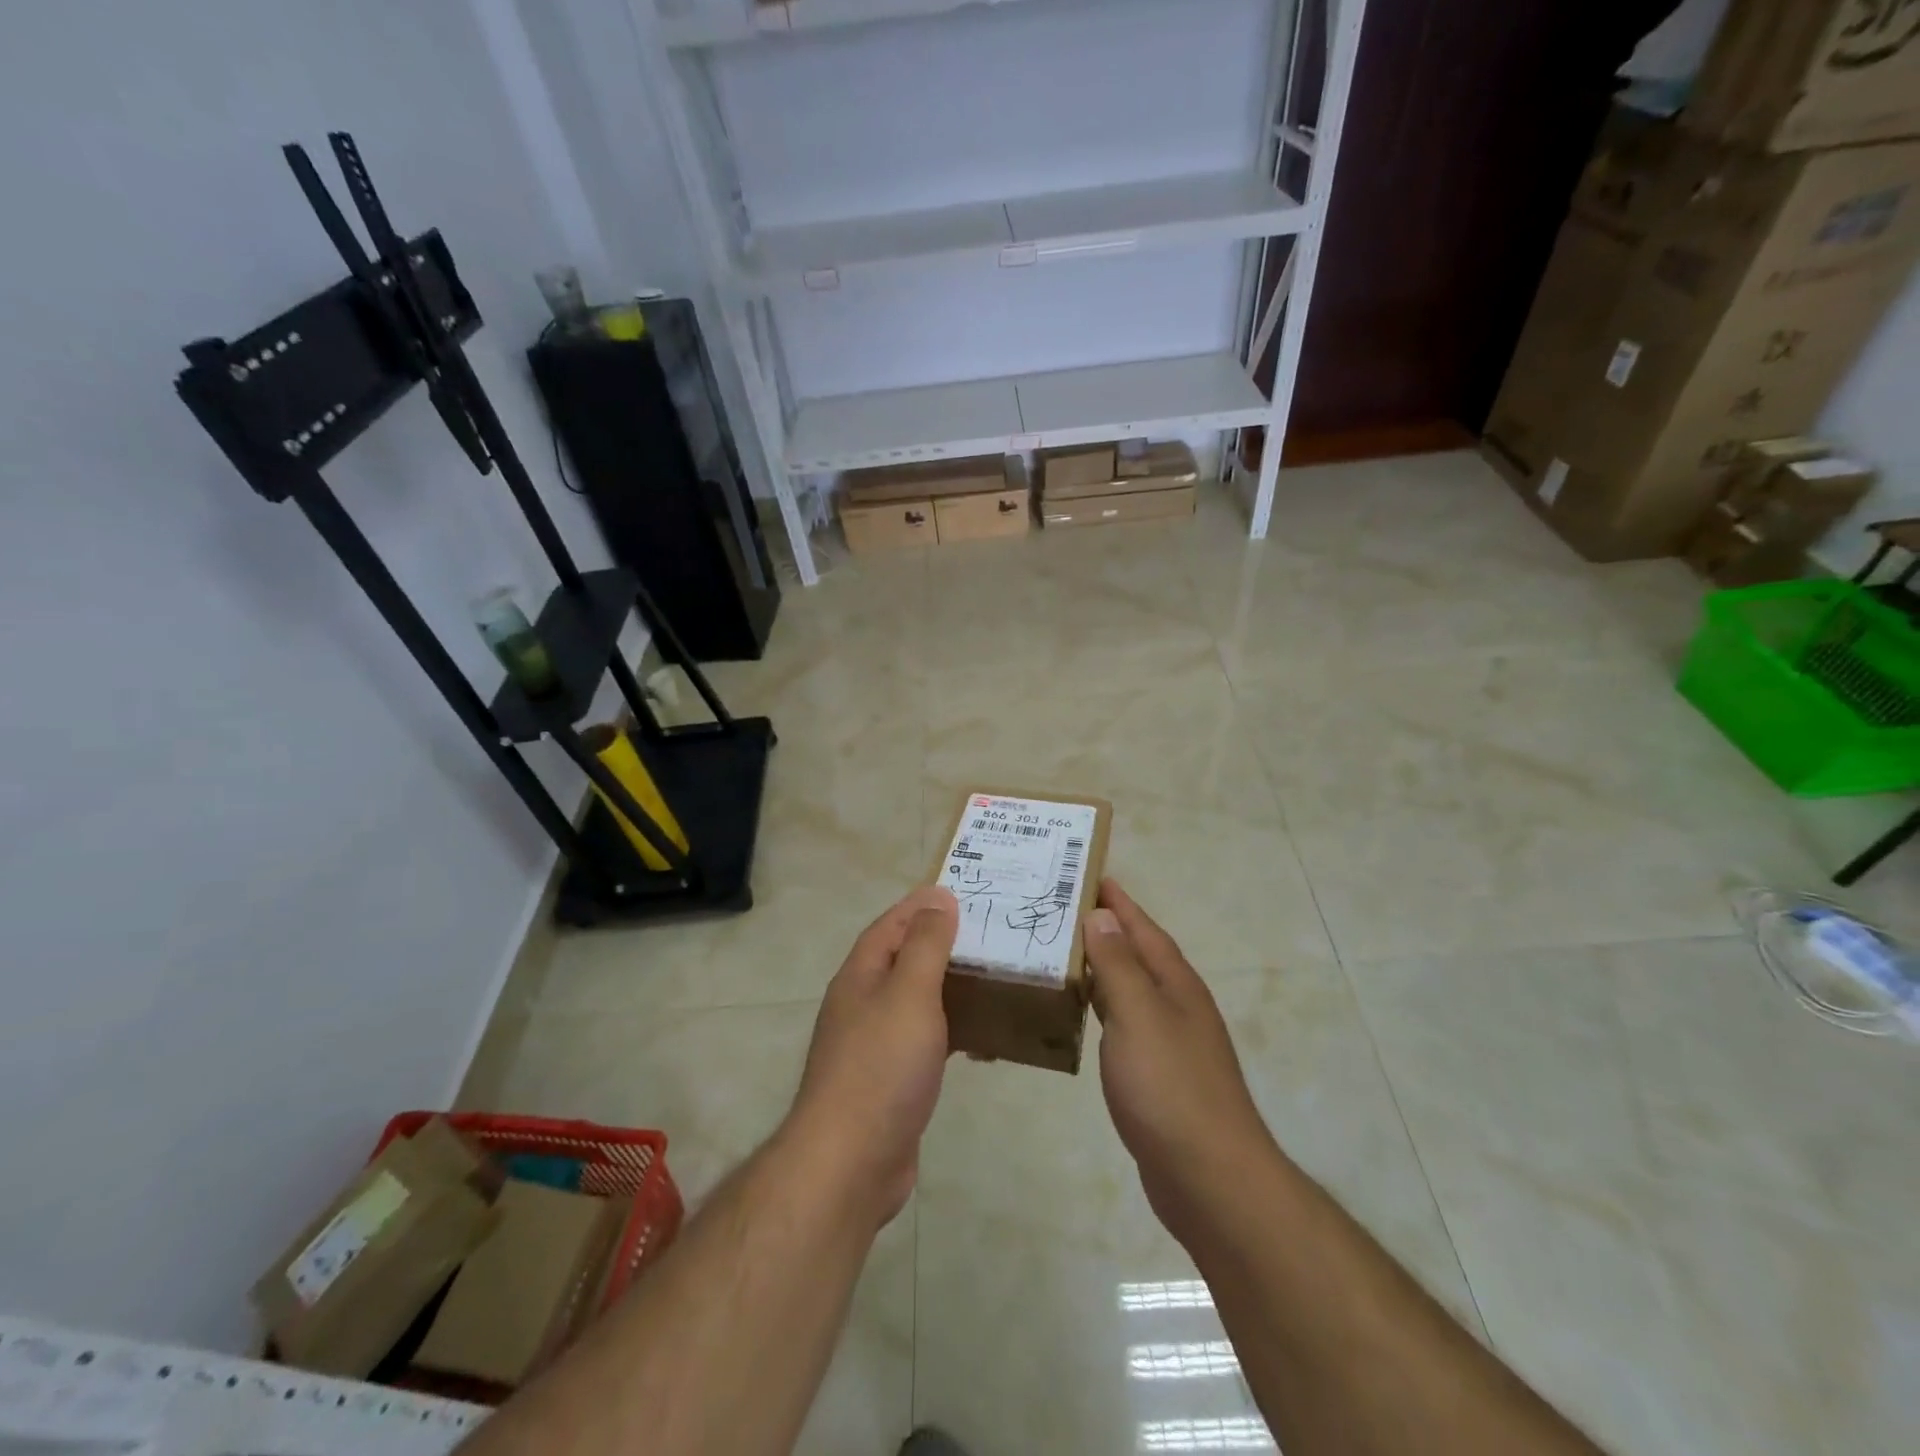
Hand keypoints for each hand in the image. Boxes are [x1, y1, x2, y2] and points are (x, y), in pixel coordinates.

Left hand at [784, 886, 958, 1227]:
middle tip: (990, 936)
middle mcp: (863, 1004)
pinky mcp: (891, 1082)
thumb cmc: (881, 1065)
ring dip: (951, 990)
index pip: (891, 925)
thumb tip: (937, 898)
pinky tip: (982, 1043)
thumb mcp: (909, 993)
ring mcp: (875, 1045)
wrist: (850, 1162)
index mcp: (861, 976)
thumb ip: (925, 944)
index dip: (922, 906)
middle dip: (943, 946)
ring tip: (994, 982)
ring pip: (918, 1003)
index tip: (961, 892)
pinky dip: (954, 1033)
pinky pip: (927, 1042)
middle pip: (904, 961)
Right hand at [1084, 879, 1274, 1245]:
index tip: (1089, 874)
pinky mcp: (1158, 1076)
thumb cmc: (1170, 1087)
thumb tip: (1102, 913)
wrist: (1209, 1177)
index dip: (1118, 901)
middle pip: (1138, 955)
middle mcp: (1177, 1006)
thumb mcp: (1138, 1015)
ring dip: (1101, 969)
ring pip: (1130, 990)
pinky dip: (1102, 1009)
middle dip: (1106, 929)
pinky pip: (1124, 1024)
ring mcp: (1170, 1042)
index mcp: (1176, 984)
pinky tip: (1081, 1016)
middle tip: (1060, 911)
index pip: (1143, 928)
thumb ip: (1119, 964)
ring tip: (1062, 954)